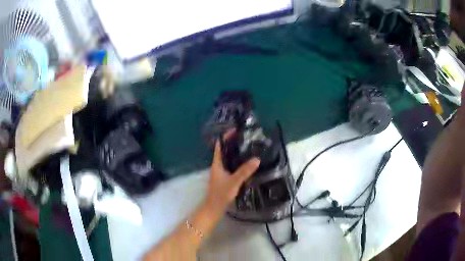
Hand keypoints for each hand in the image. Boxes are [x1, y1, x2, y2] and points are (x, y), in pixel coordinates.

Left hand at [205, 135, 259, 213]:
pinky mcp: (226, 178)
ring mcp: (222, 172)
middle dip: (234, 143)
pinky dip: (239, 162)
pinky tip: (248, 164)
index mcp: (217, 163)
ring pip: (229, 159)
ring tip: (249, 148)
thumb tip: (257, 159)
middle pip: (225, 150)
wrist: (214, 208)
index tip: (236, 130)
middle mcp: (218, 166)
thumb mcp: (233, 182)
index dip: (226, 137)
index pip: (219, 145)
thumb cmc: (221, 194)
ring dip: (237, 153)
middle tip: (247, 139)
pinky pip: (232, 166)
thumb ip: (245, 171)